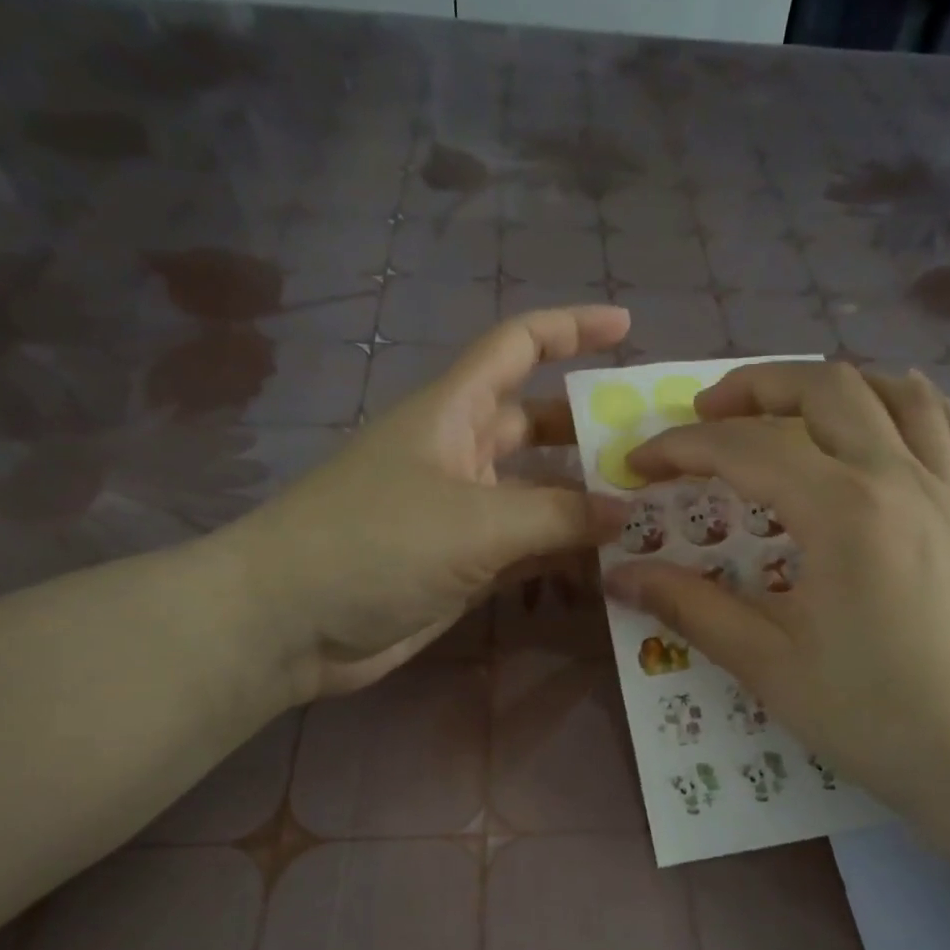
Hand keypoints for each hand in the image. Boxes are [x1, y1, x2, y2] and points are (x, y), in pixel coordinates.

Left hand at [216, 305, 628, 699]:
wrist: (291, 623)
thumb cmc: (376, 544)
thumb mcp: (477, 521)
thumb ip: (560, 516)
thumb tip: (630, 513)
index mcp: (454, 412)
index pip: (518, 346)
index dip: (571, 328)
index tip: (627, 326)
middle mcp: (461, 454)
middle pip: (539, 428)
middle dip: (594, 435)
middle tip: (658, 455)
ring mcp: (463, 514)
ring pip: (539, 496)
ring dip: (586, 505)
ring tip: (652, 515)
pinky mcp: (463, 565)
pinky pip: (527, 549)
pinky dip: (563, 554)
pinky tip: (609, 565)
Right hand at [606, 361, 949, 834]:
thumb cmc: (872, 716)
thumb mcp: (768, 665)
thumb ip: (692, 608)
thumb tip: (620, 576)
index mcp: (842, 510)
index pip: (746, 449)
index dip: (681, 448)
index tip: (638, 466)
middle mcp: (896, 478)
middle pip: (823, 388)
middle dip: (753, 387)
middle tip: (704, 417)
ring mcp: (942, 493)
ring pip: (892, 393)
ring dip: (829, 385)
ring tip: (784, 410)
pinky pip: (949, 433)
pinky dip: (909, 406)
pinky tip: (882, 420)